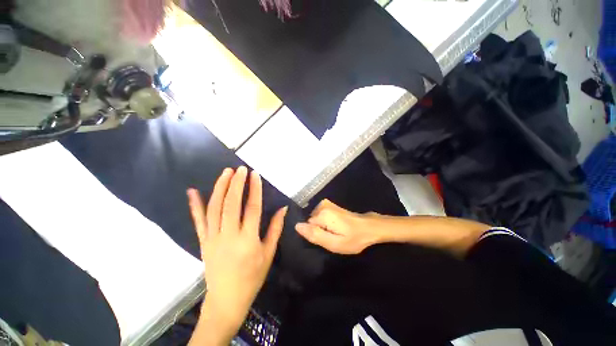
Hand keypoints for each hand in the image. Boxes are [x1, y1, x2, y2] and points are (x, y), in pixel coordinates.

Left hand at [187, 167, 286, 343]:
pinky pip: (198, 221)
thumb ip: (275, 228)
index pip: (252, 208)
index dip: (254, 189)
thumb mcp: (269, 253)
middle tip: (240, 169)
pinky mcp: (203, 242)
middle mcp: (229, 236)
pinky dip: (194, 205)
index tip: (255, 174)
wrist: (226, 299)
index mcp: (248, 240)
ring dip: (219, 188)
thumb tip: (283, 208)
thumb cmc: (252, 276)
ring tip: (225, 173)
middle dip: (236, 184)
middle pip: (231, 204)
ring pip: (214, 208)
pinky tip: (192, 191)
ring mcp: (213, 238)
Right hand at [295, 199, 379, 253]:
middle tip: (330, 237)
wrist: (369, 227)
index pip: (306, 226)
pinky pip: (319, 216)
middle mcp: (322, 205)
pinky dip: (324, 222)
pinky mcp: (329, 205)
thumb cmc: (353, 238)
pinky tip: (334, 227)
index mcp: (322, 214)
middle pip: (311, 222)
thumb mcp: (334, 243)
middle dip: (317, 230)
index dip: (314, 235)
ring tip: (333, 232)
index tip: (325, 239)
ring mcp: (326, 203)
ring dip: (321, 227)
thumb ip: (315, 235)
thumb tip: (297, 226)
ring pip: (315, 219)